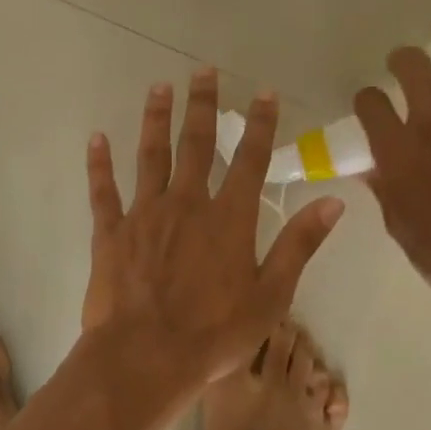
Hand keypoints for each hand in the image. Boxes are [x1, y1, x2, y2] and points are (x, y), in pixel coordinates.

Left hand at [84, 69, 343, 385]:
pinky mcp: (111, 233)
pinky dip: (99, 164)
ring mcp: (145, 215)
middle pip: (197, 145)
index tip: (264, 93)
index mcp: (229, 220)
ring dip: (156, 120)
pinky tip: (97, 139)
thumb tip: (333, 202)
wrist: (145, 357)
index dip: (260, 125)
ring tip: (159, 88)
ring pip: (151, 156)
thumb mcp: (271, 296)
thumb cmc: (213, 334)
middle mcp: (187, 205)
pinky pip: (103, 191)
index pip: (250, 160)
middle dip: (203, 106)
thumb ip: (299, 246)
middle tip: (203, 71)